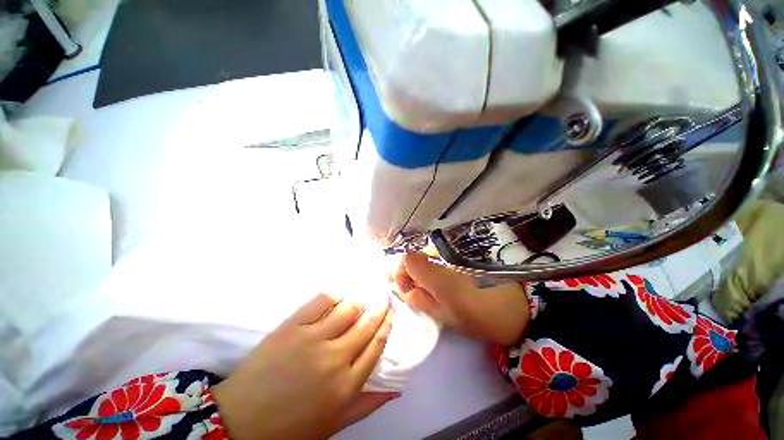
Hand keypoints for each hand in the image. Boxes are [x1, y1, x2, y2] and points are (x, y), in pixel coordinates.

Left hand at [212, 293, 395, 439]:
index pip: (377, 344)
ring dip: (360, 298)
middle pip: (366, 323)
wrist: (241, 419)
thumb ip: (367, 404)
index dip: (387, 323)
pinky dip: (336, 293)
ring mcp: (313, 338)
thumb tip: (396, 389)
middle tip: (384, 295)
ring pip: (348, 308)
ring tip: (365, 293)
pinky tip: (341, 292)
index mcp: (347, 384)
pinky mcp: (293, 325)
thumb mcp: (334, 423)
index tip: (391, 310)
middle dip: (379, 306)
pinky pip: (322, 301)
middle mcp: (335, 357)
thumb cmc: (291, 426)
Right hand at [391, 254, 529, 345]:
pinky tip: (441, 289)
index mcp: (436, 273)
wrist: (515, 307)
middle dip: (409, 276)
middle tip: (417, 296)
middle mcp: (441, 258)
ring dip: (420, 276)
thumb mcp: (445, 315)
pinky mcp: (458, 260)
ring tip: (430, 295)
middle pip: (413, 257)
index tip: (408, 291)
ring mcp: (450, 257)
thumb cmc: (479, 316)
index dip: (400, 273)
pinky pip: (435, 262)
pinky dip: (430, 274)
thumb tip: (405, 289)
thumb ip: (420, 300)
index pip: (406, 258)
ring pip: (424, 260)